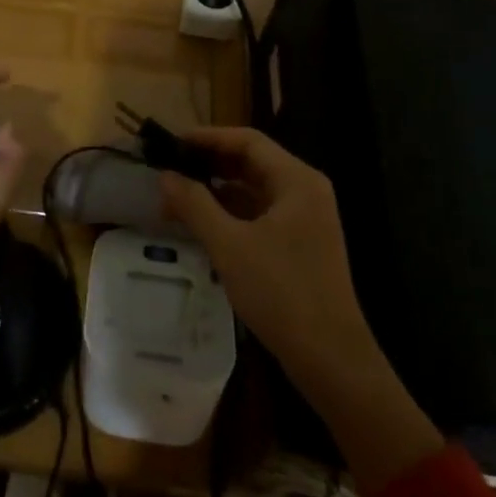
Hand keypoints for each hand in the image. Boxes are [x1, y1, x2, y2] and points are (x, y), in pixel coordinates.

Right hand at [157, 127, 372, 381]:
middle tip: (168, 168)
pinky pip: (259, 214)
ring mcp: (304, 218)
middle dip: (208, 164)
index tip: (171, 144)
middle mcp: (304, 191)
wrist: (330, 358)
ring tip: (174, 198)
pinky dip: (229, 214)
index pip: (247, 141)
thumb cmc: (281, 293)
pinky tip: (200, 224)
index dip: (207, 137)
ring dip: (215, 191)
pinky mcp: (298, 243)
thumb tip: (164, 175)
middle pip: (250, 162)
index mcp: (296, 180)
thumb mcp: (229, 246)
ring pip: (252, 190)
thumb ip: (195, 204)